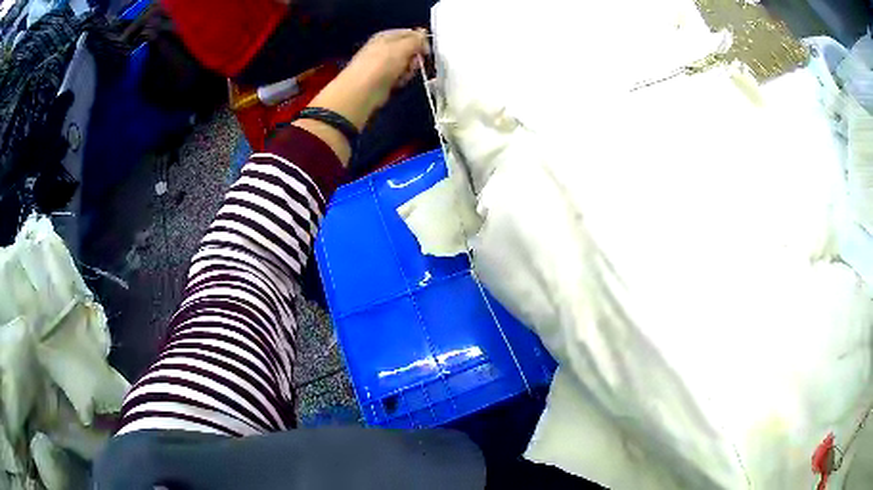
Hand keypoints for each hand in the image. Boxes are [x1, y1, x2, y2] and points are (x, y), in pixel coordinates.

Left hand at [310, 29, 428, 129]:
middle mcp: (384, 48)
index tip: (426, 51)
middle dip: (414, 58)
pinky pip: (399, 76)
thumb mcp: (403, 47)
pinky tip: (397, 83)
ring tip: (403, 75)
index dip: (420, 41)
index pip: (409, 34)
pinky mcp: (383, 78)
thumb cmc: (382, 64)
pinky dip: (401, 79)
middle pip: (408, 50)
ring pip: (406, 64)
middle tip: (412, 64)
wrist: (363, 89)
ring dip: (408, 70)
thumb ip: (416, 40)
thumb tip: (423, 34)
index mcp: (386, 36)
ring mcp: (383, 64)